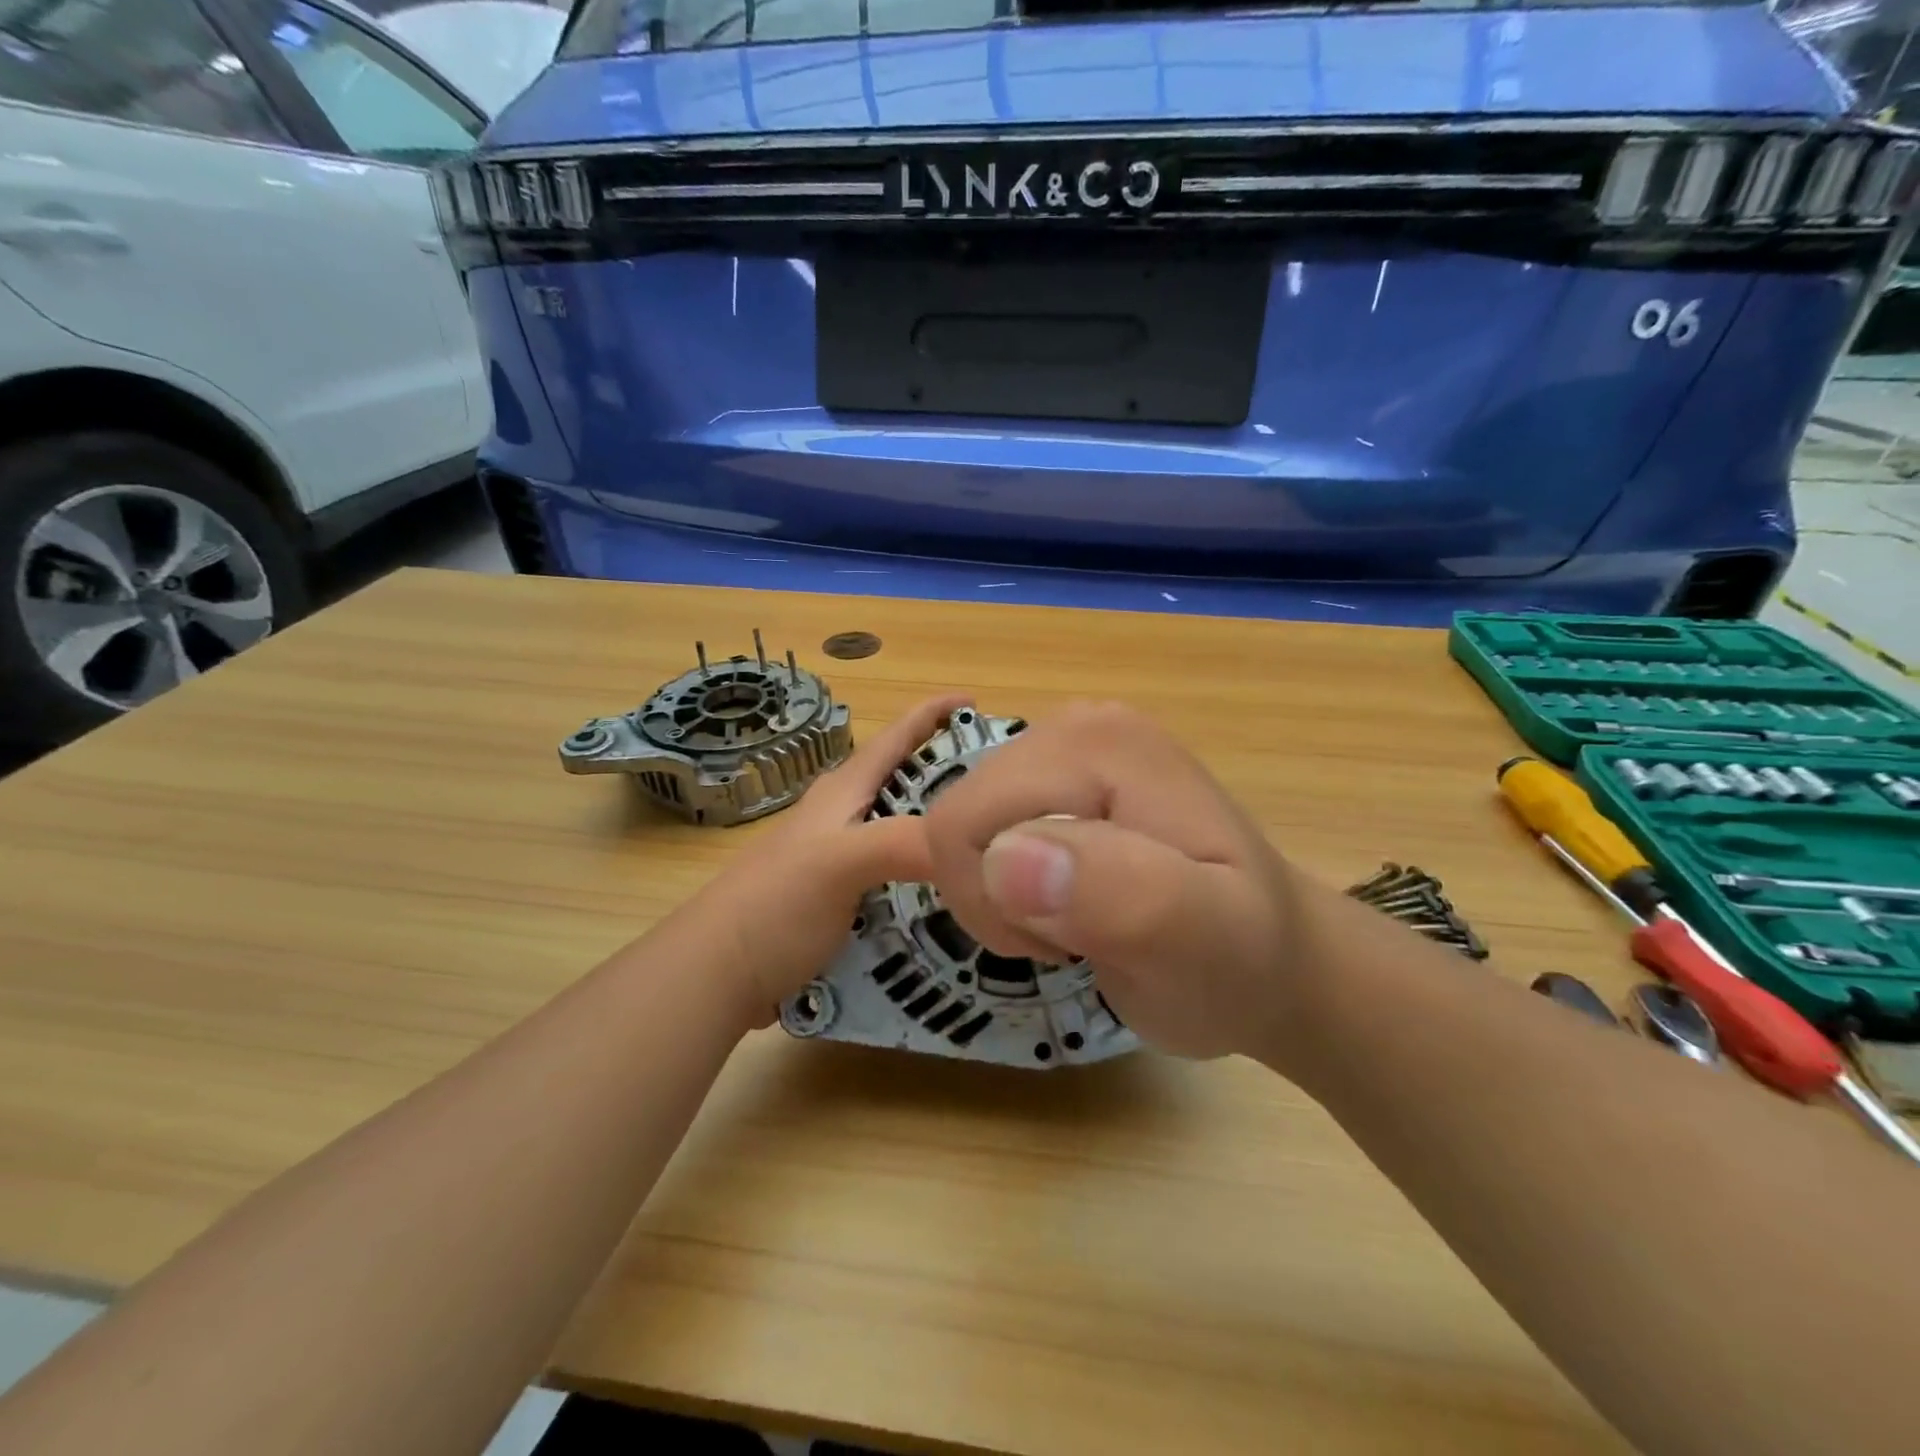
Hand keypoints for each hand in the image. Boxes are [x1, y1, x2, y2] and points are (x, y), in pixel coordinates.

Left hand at [682, 693, 969, 1025]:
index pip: (895, 737)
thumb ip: (903, 843)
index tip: (977, 700)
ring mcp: (840, 862)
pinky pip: (899, 877)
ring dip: (943, 831)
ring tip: (993, 844)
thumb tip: (974, 842)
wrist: (716, 974)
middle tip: (1005, 790)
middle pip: (906, 783)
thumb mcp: (839, 863)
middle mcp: (843, 818)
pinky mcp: (841, 902)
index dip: (933, 713)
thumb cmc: (775, 906)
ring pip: (904, 831)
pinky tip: (956, 897)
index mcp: (843, 793)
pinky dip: (929, 877)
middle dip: (953, 776)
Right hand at [921, 701, 1313, 1063]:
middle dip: (994, 898)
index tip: (1063, 943)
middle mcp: (1072, 725)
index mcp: (1098, 745)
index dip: (992, 902)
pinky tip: (1040, 893)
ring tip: (1073, 923)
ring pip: (963, 827)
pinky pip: (980, 821)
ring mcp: (1062, 747)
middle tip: (1070, 938)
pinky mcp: (1055, 778)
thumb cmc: (1242, 964)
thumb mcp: (1204, 946)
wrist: (1276, 957)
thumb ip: (1119, 897)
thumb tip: (1007, 860)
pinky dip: (991, 871)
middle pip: (958, 818)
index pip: (965, 822)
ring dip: (999, 894)